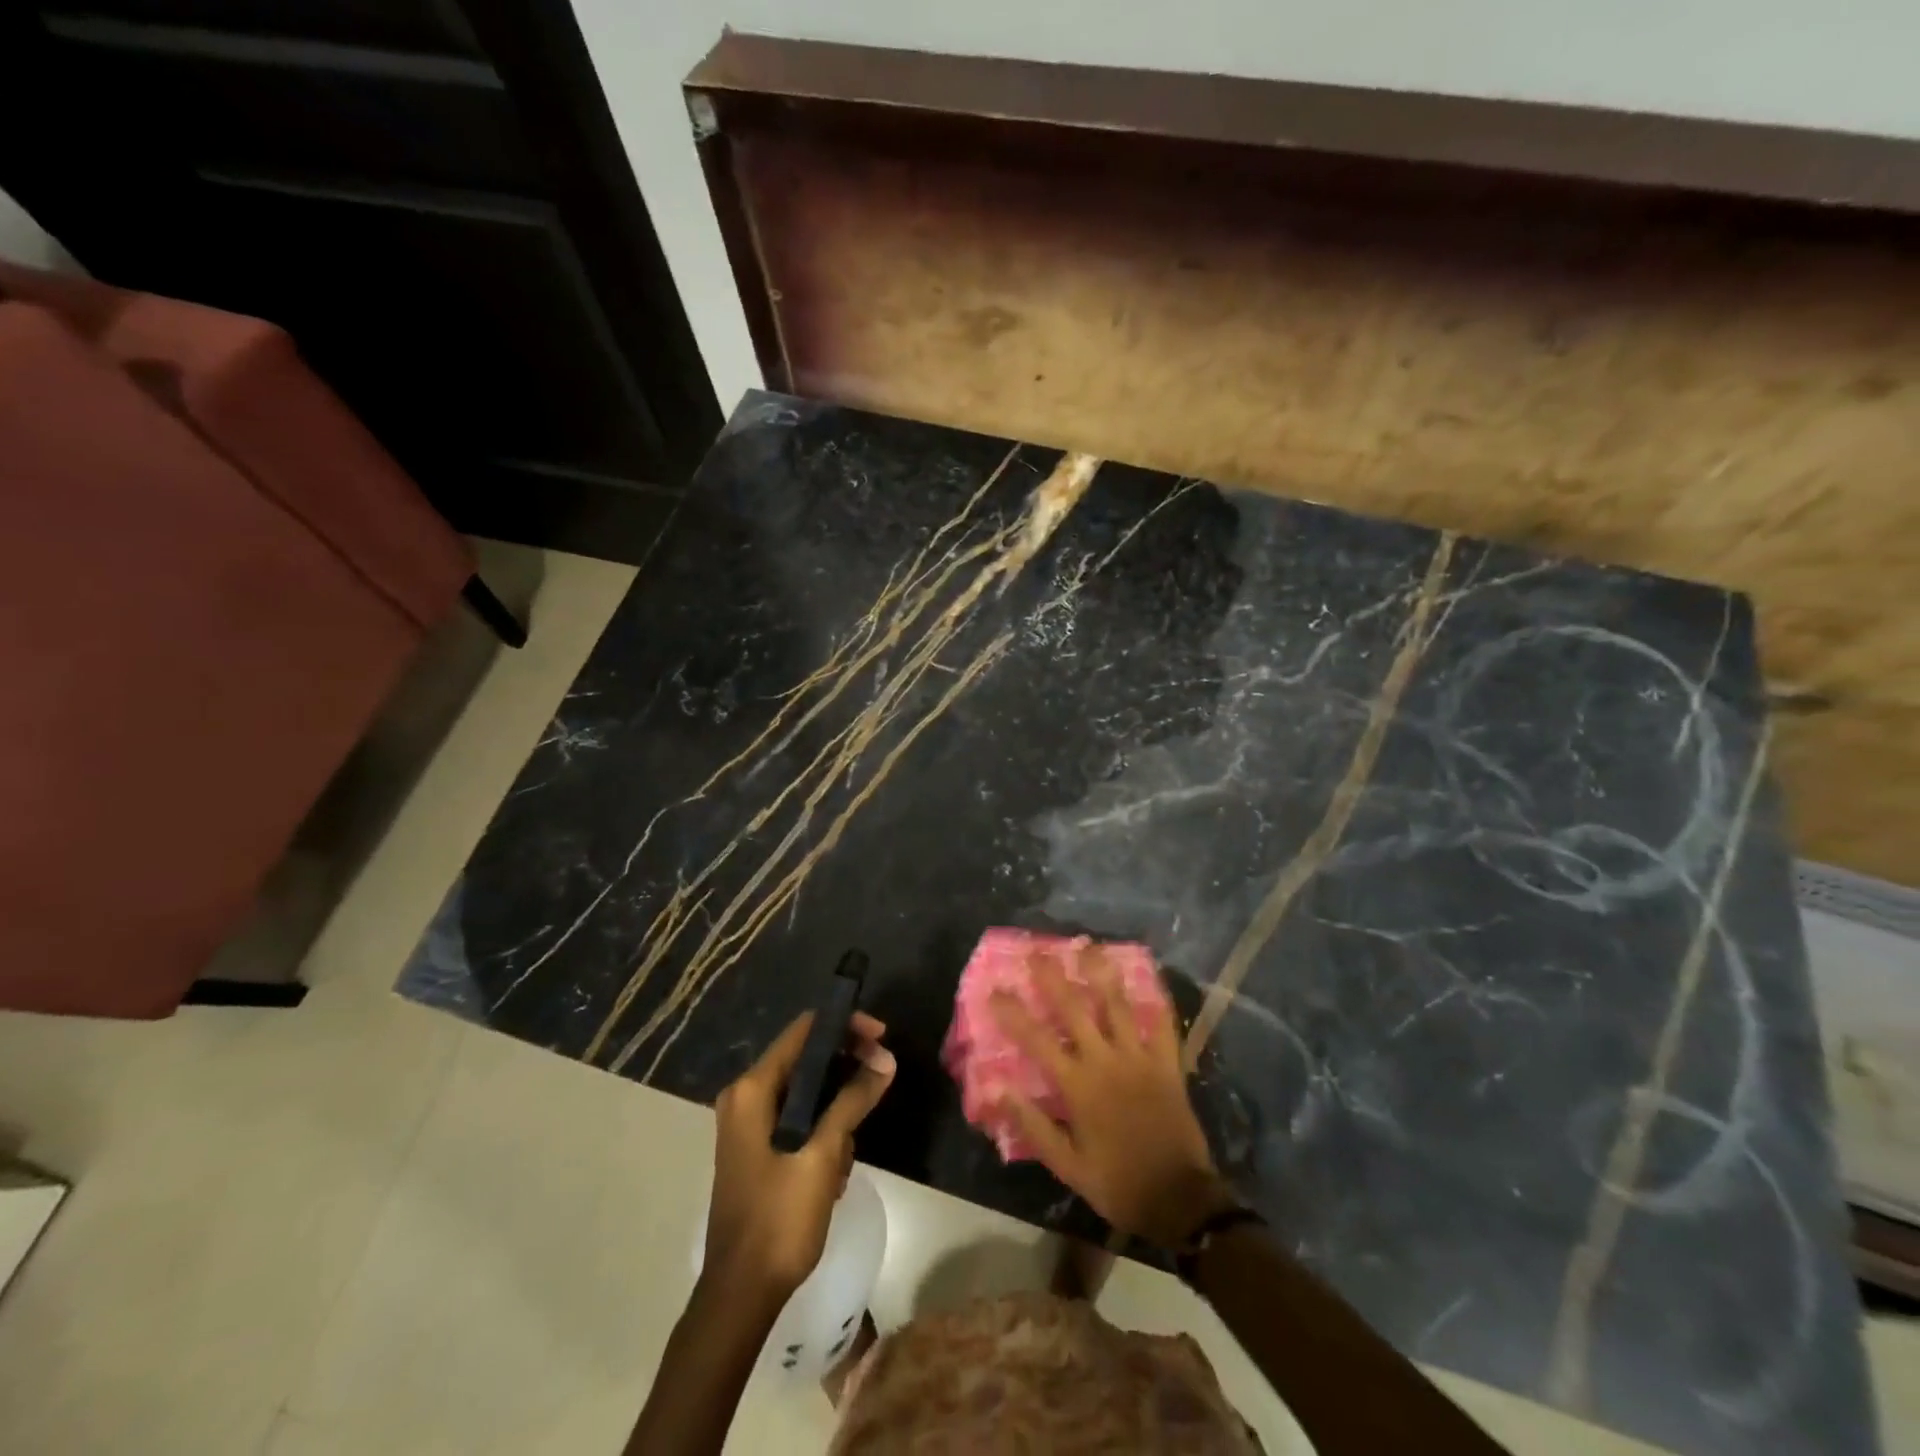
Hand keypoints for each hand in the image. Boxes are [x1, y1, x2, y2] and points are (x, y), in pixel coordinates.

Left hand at [704, 1011, 895, 1299]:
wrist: (740, 1296)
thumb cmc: (779, 1220)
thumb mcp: (822, 1155)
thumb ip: (852, 1100)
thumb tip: (886, 1059)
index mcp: (752, 1090)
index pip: (804, 1031)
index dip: (844, 1026)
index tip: (881, 1037)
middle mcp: (745, 1097)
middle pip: (805, 1059)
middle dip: (845, 1070)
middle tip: (881, 1079)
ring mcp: (748, 1124)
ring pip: (806, 1093)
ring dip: (835, 1111)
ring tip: (846, 1153)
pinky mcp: (757, 1149)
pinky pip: (798, 1120)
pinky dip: (821, 1132)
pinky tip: (834, 1170)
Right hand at [991, 949, 1235, 1246]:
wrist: (1179, 1199)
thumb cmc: (1117, 1182)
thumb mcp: (1067, 1164)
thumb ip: (1032, 1124)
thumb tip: (997, 1089)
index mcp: (1078, 1085)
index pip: (1036, 1040)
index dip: (1013, 1013)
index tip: (995, 990)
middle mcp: (1106, 1061)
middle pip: (1075, 1009)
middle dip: (1053, 978)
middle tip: (1038, 952)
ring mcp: (1140, 1058)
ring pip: (1118, 1005)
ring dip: (1101, 974)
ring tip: (1089, 948)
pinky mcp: (1168, 1064)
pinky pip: (1163, 1025)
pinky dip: (1157, 1001)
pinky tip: (1150, 978)